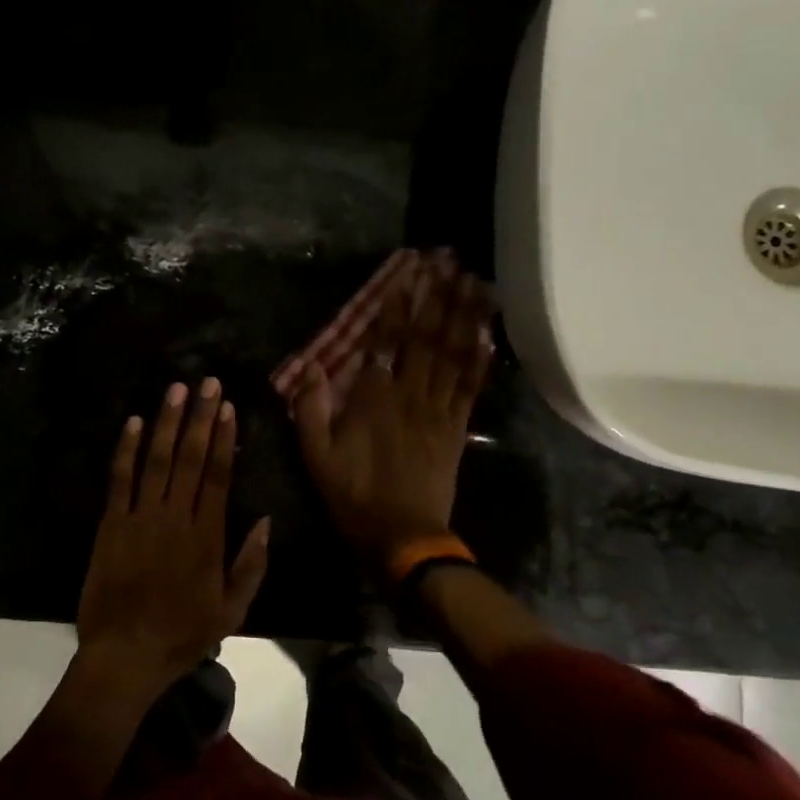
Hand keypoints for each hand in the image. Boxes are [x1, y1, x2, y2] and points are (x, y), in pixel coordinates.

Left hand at [76, 378, 271, 695]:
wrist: (124, 656)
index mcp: (207, 537)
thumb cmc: (182, 634)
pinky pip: (119, 480)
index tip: (229, 408)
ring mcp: (140, 518)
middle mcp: (175, 518)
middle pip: (191, 458)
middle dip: (200, 417)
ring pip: (157, 460)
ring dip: (167, 423)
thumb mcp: (232, 610)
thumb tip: (266, 520)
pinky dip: (125, 449)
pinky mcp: (111, 524)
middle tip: (208, 382)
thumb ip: (251, 564)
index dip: (225, 438)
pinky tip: (132, 422)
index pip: (219, 476)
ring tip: (177, 390)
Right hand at [295, 263, 493, 557]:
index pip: (386, 342)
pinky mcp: (457, 428)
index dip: (397, 306)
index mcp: (374, 398)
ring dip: (464, 316)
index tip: (407, 274)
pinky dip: (481, 358)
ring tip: (475, 283)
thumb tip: (311, 365)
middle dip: (438, 297)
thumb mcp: (316, 456)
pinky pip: (471, 387)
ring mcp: (439, 410)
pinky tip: (488, 333)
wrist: (403, 536)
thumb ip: (310, 409)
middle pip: (427, 338)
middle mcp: (410, 395)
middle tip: (450, 263)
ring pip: (453, 355)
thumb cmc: (354, 495)